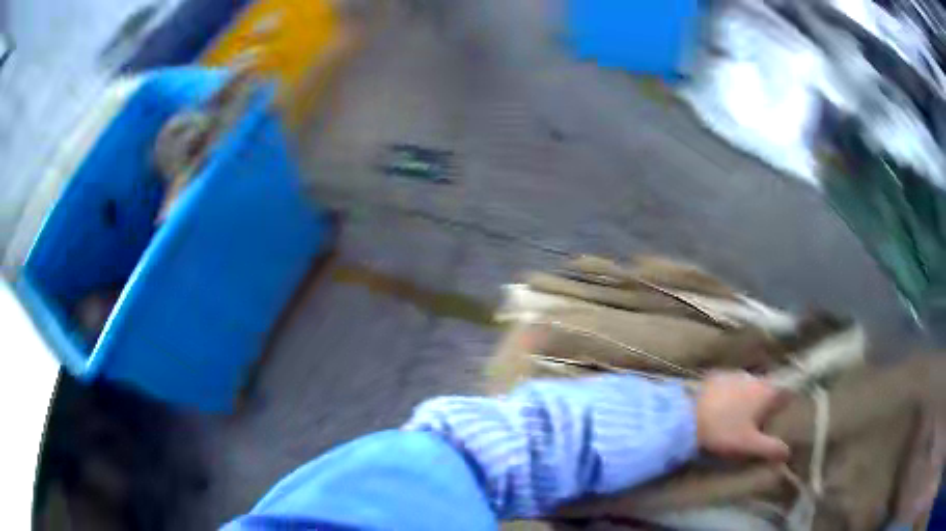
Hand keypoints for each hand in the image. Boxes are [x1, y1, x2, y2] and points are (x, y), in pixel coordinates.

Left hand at [695, 371, 790, 461]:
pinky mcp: (715, 376)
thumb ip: (770, 447)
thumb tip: (788, 452)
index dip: (786, 403)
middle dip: (767, 401)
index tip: (785, 413)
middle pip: (767, 387)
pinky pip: (731, 384)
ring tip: (742, 413)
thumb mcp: (748, 444)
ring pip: (749, 385)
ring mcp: (734, 373)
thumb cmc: (723, 431)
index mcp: (766, 390)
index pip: (785, 392)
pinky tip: (724, 406)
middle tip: (763, 418)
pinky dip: (732, 393)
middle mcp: (753, 376)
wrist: (686, 417)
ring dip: (749, 396)